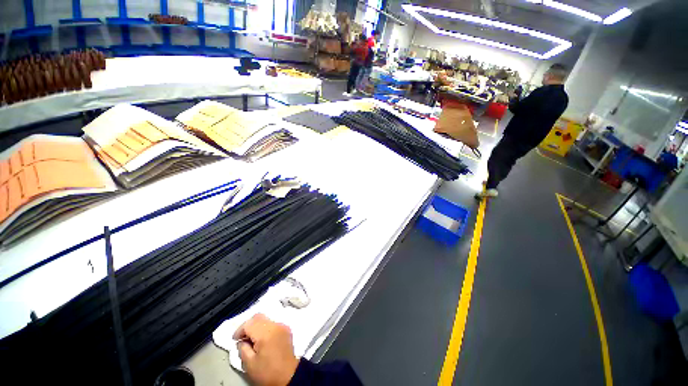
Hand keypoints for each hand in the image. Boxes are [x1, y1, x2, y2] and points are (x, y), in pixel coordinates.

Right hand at [233, 314, 299, 385]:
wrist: (288, 377)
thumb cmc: (267, 373)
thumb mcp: (249, 364)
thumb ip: (242, 349)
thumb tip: (242, 341)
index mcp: (266, 333)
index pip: (249, 323)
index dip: (240, 330)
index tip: (235, 339)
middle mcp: (275, 325)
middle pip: (258, 317)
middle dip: (248, 326)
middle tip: (243, 339)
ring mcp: (282, 326)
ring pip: (266, 319)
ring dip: (257, 326)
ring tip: (252, 340)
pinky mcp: (286, 329)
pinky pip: (273, 323)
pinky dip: (265, 328)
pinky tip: (262, 340)